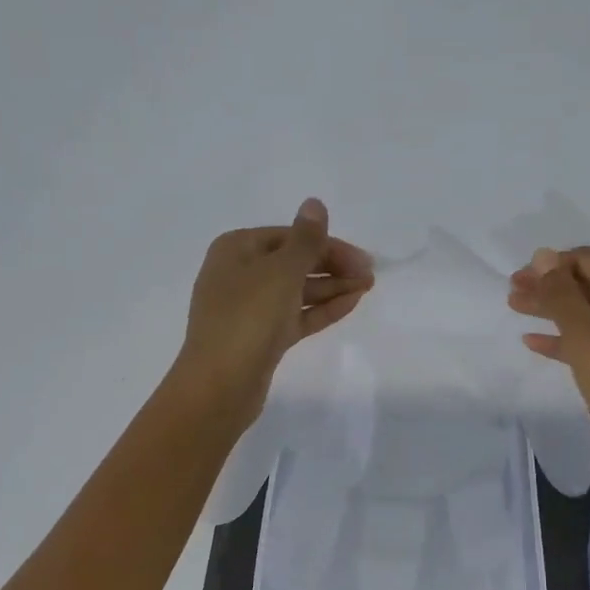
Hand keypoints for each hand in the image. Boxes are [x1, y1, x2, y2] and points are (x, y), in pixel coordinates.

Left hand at [173, 198, 373, 426]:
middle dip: (332, 266)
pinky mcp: (261, 337)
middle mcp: (240, 274)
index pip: (290, 237)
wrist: (219, 385)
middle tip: (370, 276)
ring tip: (366, 288)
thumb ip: (305, 239)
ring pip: (297, 290)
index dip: (328, 245)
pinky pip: (295, 315)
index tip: (363, 259)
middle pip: (294, 262)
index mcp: (236, 249)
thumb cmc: (248, 318)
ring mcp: (249, 308)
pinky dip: (321, 309)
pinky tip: (350, 304)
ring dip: (332, 287)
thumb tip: (314, 203)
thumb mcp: (281, 271)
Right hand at [508, 246, 589, 470]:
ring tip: (517, 310)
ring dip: (556, 311)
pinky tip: (537, 343)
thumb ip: (560, 293)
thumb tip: (543, 255)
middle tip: (512, 294)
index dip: (551, 265)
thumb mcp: (585, 334)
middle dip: (551, 287)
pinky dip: (571, 338)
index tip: (517, 278)